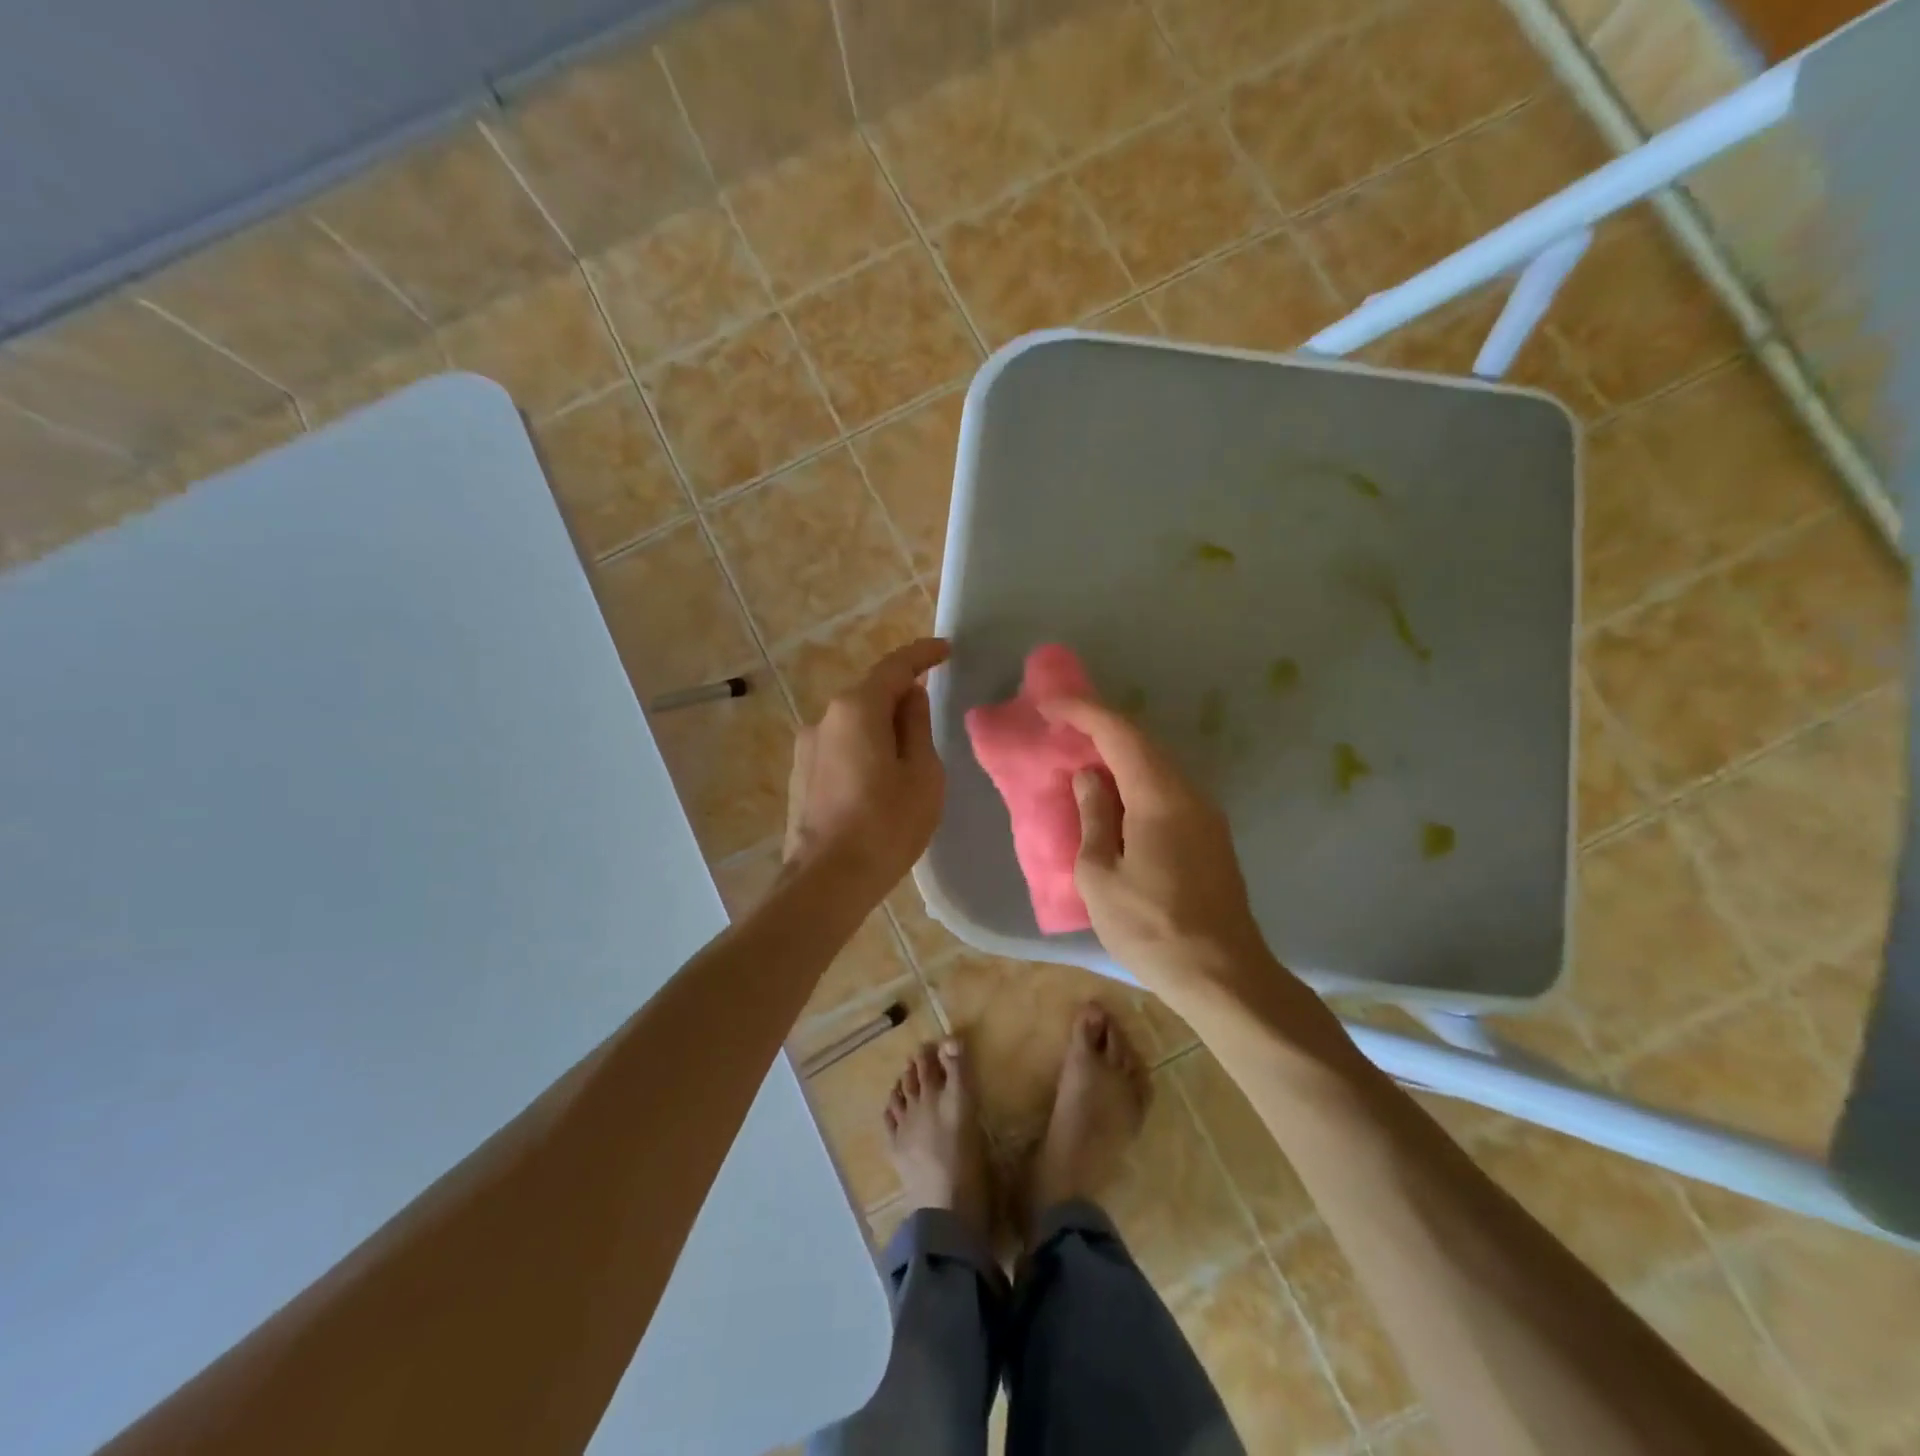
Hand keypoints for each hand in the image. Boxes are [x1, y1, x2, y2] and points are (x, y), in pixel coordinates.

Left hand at [784, 638, 950, 904]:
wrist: (827, 881)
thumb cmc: (887, 825)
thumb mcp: (921, 772)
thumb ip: (916, 725)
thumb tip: (910, 697)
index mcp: (856, 709)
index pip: (895, 667)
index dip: (922, 654)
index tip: (945, 649)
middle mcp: (824, 718)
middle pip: (870, 694)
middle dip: (902, 697)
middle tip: (931, 718)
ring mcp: (807, 748)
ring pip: (854, 724)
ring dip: (882, 728)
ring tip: (908, 761)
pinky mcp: (801, 776)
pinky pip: (841, 748)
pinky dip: (864, 750)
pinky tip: (879, 782)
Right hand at [1040, 698, 1269, 992]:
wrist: (1223, 975)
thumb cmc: (1151, 928)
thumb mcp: (1101, 875)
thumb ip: (1093, 818)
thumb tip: (1090, 778)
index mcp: (1159, 796)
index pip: (1119, 733)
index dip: (1083, 711)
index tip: (1048, 703)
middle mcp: (1188, 794)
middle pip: (1143, 743)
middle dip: (1100, 727)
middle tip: (1060, 728)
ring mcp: (1205, 815)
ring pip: (1157, 766)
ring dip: (1118, 755)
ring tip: (1081, 759)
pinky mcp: (1210, 836)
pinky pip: (1167, 790)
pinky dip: (1135, 781)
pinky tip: (1114, 799)